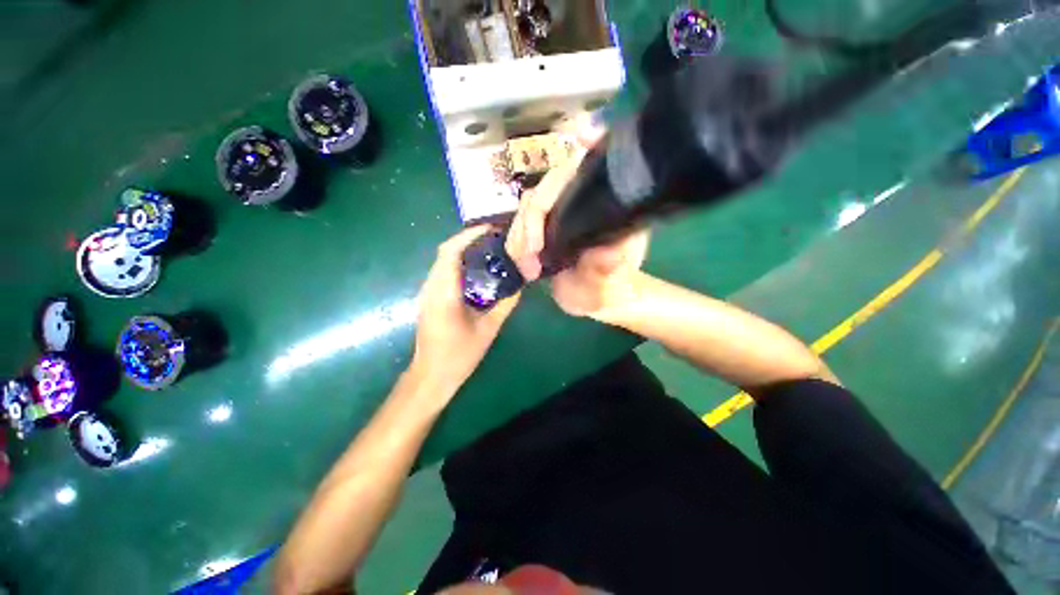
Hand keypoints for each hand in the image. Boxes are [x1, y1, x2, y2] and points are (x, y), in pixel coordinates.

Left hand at [410, 226, 520, 393]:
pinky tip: (477, 269)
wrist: (431, 375)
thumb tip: (520, 283)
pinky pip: (443, 271)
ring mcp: (426, 292)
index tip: (491, 229)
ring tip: (489, 249)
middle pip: (446, 251)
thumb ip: (505, 304)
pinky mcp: (428, 298)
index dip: (469, 235)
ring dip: (463, 250)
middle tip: (495, 239)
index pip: (451, 252)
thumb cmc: (459, 355)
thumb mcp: (488, 329)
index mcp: (444, 293)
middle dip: (469, 239)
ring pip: (443, 260)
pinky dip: (459, 263)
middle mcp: (430, 287)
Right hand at [505, 119, 649, 319]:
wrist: (593, 300)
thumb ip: (607, 268)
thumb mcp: (609, 283)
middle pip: (550, 186)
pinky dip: (516, 241)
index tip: (581, 135)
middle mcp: (585, 198)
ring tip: (527, 268)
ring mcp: (562, 209)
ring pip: (530, 204)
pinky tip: (523, 263)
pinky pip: (521, 221)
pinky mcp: (545, 223)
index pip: (600, 166)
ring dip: (520, 235)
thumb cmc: (608, 289)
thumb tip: (606, 251)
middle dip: (532, 220)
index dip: (591, 145)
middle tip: (530, 256)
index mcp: (611, 205)